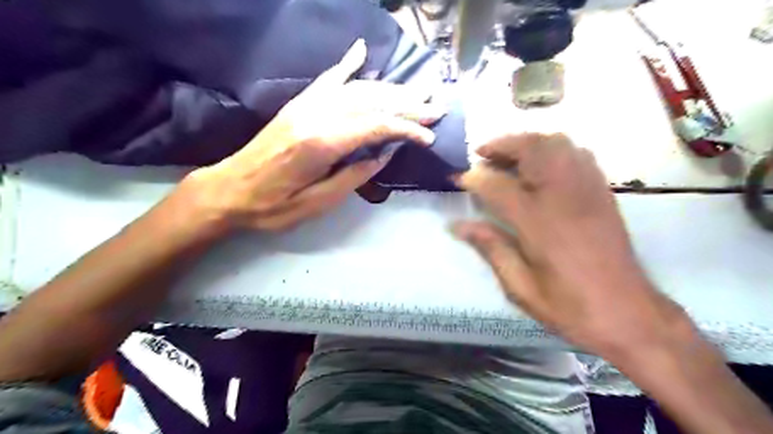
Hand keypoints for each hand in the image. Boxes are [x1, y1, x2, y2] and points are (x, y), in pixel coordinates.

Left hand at [185, 40, 446, 230]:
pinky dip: (347, 64)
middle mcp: (316, 114)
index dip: (407, 128)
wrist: (229, 189)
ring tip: (417, 91)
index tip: (429, 135)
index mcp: (321, 142)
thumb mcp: (319, 203)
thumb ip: (355, 175)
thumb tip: (384, 153)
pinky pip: (327, 79)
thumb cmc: (274, 206)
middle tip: (436, 106)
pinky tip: (361, 51)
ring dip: (390, 88)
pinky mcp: (298, 104)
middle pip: (371, 101)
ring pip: (356, 88)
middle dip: (408, 103)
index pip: (376, 124)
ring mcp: (305, 105)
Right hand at [455, 134, 684, 360]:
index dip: (472, 178)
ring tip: (508, 158)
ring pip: (556, 143)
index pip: (496, 185)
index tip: (456, 177)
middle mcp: (563, 196)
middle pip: (530, 148)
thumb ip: (490, 247)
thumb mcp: (520, 286)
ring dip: (527, 143)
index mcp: (538, 222)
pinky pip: (578, 153)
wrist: (629, 314)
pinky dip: (554, 149)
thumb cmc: (569, 306)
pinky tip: (542, 167)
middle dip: (501, 145)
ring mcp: (587, 189)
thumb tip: (457, 225)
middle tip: (482, 155)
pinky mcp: (603, 192)